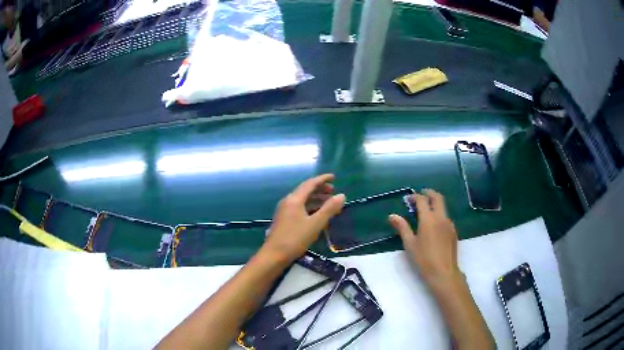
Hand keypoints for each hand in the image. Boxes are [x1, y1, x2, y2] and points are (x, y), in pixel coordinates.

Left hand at [262, 174, 345, 263]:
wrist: (274, 255)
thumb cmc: (295, 238)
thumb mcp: (315, 224)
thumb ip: (329, 209)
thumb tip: (341, 196)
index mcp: (294, 199)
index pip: (310, 184)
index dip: (322, 179)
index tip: (334, 177)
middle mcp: (288, 201)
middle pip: (305, 191)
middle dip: (320, 190)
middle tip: (333, 192)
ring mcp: (284, 211)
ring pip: (302, 200)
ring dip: (316, 200)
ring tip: (329, 204)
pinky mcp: (284, 220)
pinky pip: (299, 208)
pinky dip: (310, 208)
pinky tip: (317, 215)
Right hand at [389, 189, 460, 289]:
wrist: (443, 272)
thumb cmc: (423, 259)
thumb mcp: (410, 244)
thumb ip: (402, 228)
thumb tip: (392, 216)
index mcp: (428, 219)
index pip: (422, 200)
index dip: (415, 196)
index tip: (408, 199)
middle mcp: (441, 217)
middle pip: (437, 197)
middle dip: (429, 193)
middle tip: (421, 194)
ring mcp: (449, 223)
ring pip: (443, 207)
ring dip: (435, 203)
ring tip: (426, 210)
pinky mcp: (453, 231)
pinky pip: (446, 217)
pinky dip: (439, 214)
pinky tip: (434, 225)